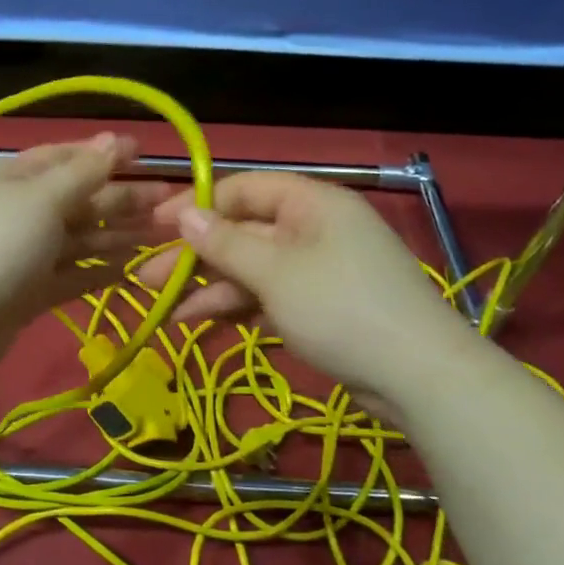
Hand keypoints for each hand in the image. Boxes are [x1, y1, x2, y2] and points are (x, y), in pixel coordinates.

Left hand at [0, 133, 169, 383]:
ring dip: (117, 236)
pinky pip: (70, 275)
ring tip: (162, 237)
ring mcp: (22, 255)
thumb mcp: (40, 200)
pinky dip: (98, 272)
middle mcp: (19, 211)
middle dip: (122, 200)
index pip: (66, 158)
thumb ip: (82, 173)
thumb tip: (114, 139)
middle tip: (171, 205)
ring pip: (78, 240)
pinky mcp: (27, 293)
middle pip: (78, 200)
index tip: (147, 156)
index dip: (105, 155)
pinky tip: (131, 270)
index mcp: (14, 178)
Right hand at [136, 172, 471, 399]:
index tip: (154, 227)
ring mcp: (318, 268)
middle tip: (146, 278)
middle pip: (243, 231)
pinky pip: (268, 294)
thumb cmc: (340, 308)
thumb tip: (184, 214)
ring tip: (163, 309)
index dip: (197, 206)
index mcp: (311, 202)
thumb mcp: (275, 272)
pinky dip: (236, 305)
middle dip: (195, 255)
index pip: (243, 189)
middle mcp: (314, 227)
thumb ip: (225, 243)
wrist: (417, 375)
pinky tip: (199, 321)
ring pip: (251, 267)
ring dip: (209, 286)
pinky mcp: (319, 304)